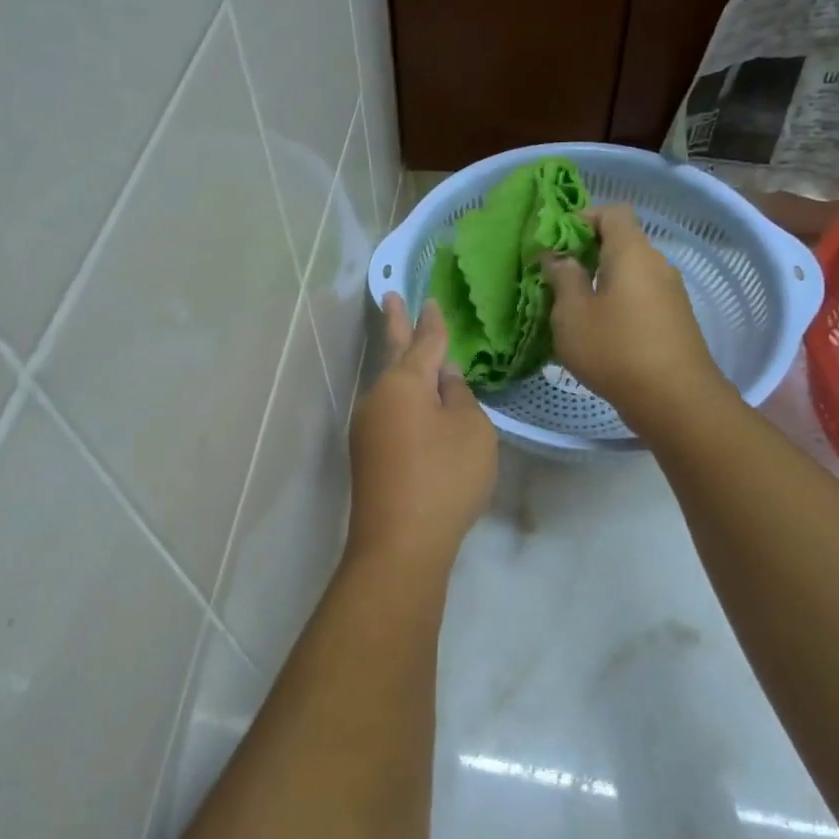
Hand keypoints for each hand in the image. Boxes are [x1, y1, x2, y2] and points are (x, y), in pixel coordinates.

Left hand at [348, 294, 497, 569]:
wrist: (400, 542)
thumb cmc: (444, 477)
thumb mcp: (471, 430)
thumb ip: (459, 396)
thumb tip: (443, 378)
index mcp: (405, 382)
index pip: (424, 342)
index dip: (432, 321)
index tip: (429, 300)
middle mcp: (378, 397)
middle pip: (393, 354)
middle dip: (395, 324)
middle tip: (388, 296)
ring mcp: (367, 427)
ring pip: (391, 388)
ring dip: (403, 368)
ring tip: (415, 353)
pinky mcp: (367, 454)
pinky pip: (390, 414)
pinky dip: (405, 402)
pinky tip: (418, 410)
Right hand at [543, 204, 729, 428]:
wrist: (675, 399)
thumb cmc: (615, 349)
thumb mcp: (572, 313)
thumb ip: (563, 277)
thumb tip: (559, 257)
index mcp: (632, 253)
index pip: (612, 212)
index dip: (582, 218)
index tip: (556, 243)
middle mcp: (656, 264)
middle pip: (621, 242)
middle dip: (587, 253)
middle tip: (556, 278)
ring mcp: (670, 292)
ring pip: (630, 272)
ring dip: (601, 281)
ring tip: (573, 308)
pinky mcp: (675, 319)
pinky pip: (640, 295)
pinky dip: (618, 301)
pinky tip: (600, 331)